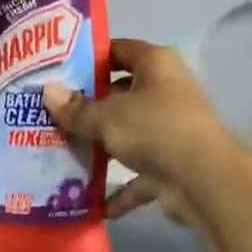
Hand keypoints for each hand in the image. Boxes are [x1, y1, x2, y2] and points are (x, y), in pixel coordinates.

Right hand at [42, 39, 237, 225]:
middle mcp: (166, 91)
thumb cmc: (155, 128)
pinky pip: (138, 175)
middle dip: (88, 106)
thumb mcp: (108, 115)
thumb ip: (77, 108)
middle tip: (50, 113)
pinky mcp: (172, 165)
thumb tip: (47, 92)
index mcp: (156, 64)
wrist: (204, 181)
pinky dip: (119, 189)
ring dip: (101, 147)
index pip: (118, 50)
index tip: (56, 71)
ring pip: (128, 134)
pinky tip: (90, 201)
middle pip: (120, 93)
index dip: (88, 58)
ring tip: (60, 152)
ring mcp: (171, 129)